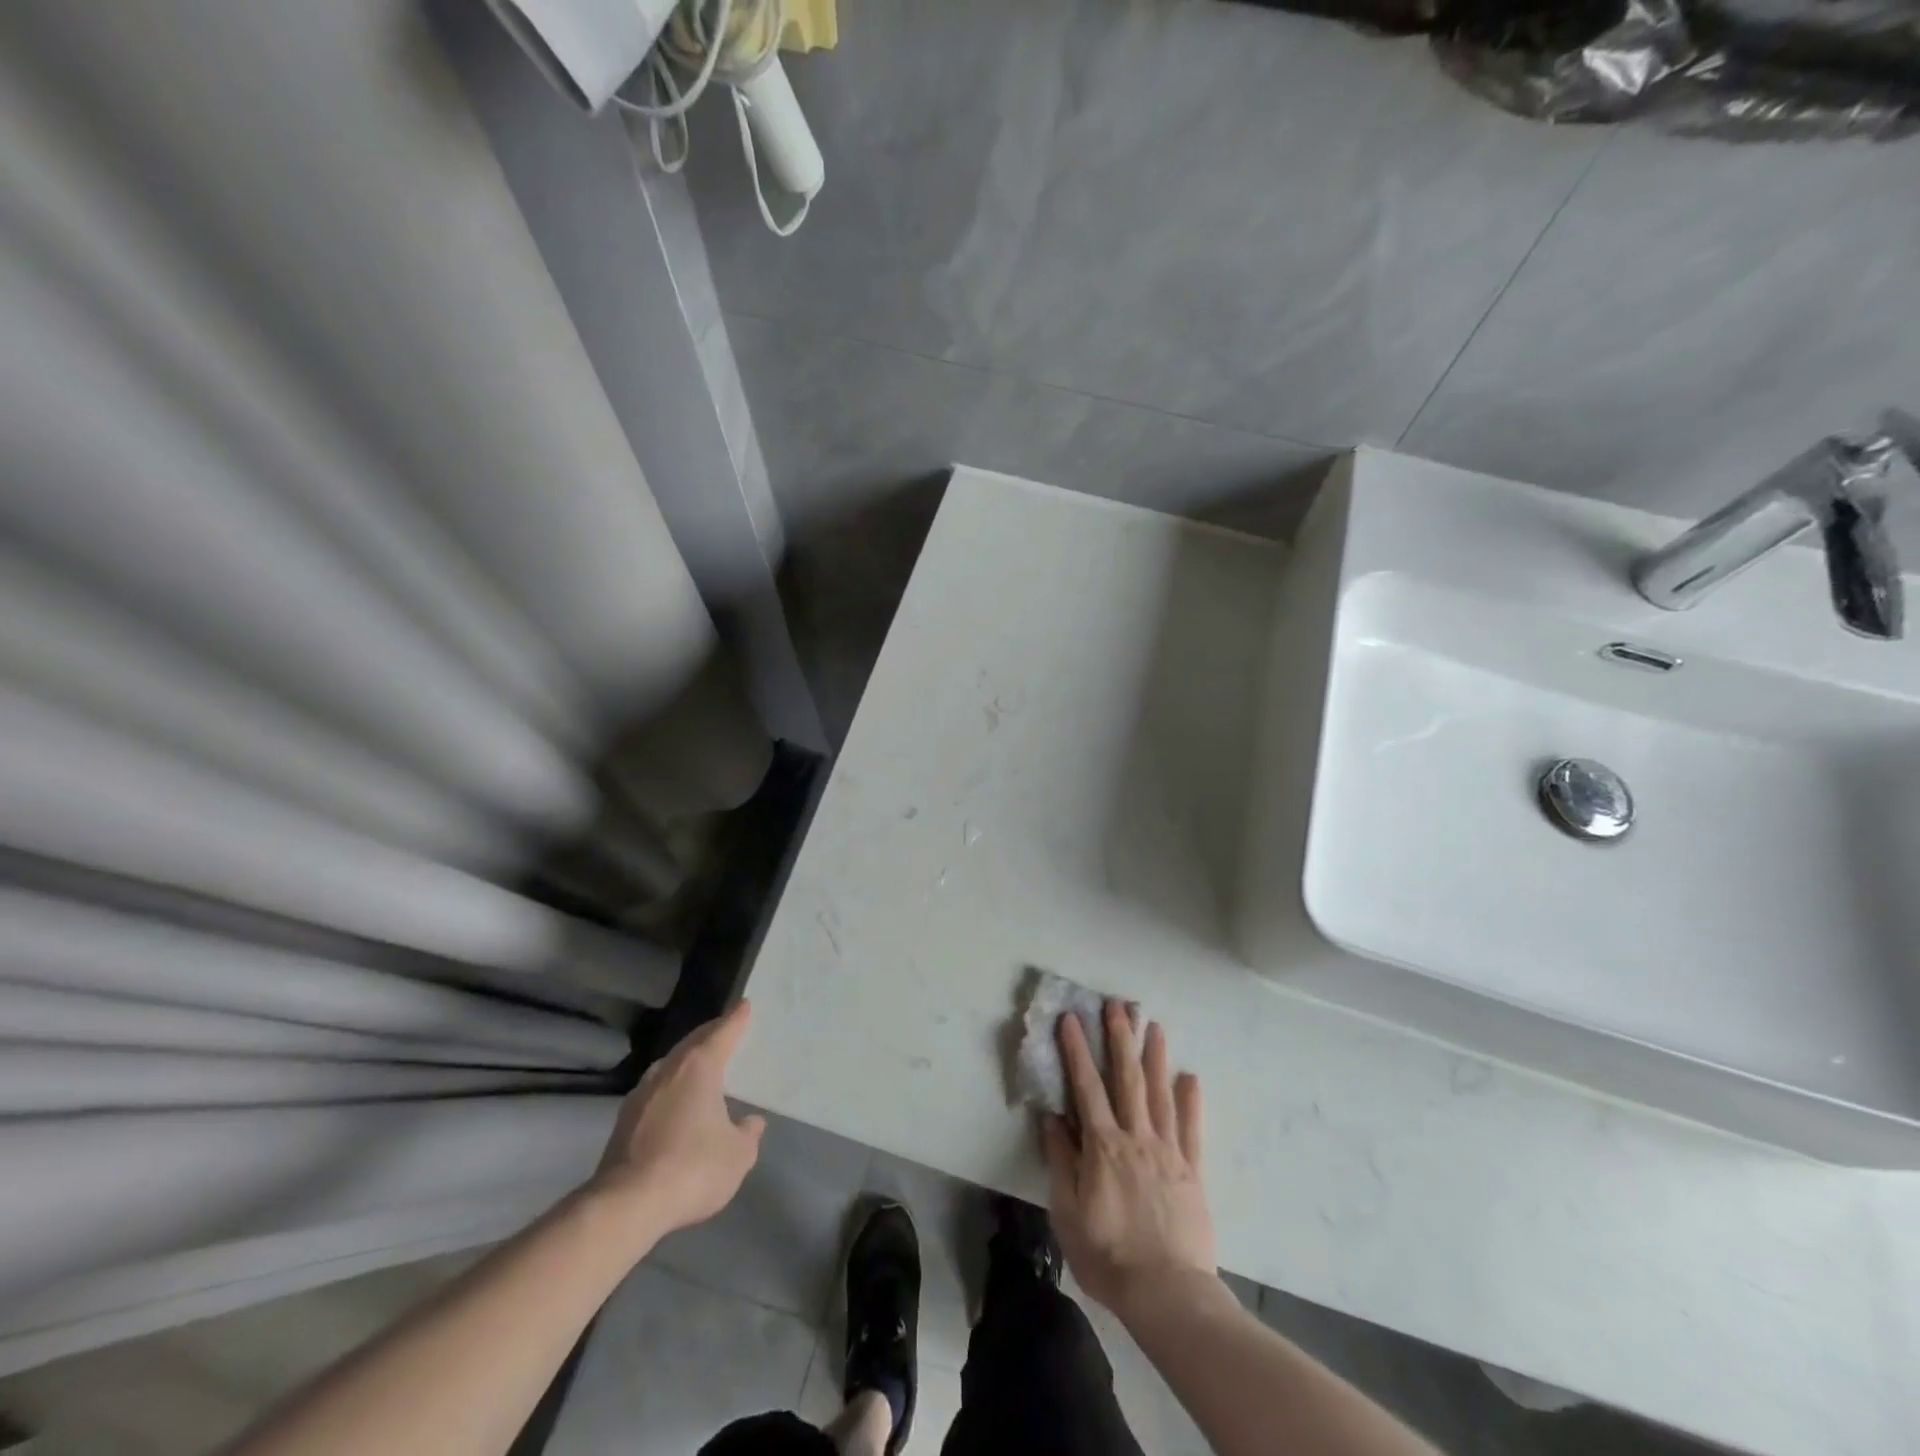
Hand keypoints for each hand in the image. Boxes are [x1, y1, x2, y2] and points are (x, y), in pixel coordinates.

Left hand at [585, 1000, 765, 1245]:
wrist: (626, 1205)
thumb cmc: (692, 1168)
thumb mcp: (737, 1155)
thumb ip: (747, 1134)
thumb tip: (751, 1122)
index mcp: (699, 1068)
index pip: (722, 1033)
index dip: (736, 1019)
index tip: (744, 1005)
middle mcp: (668, 1071)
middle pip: (692, 1043)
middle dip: (710, 1034)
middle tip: (725, 1029)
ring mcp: (641, 1095)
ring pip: (670, 1065)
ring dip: (686, 1060)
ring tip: (701, 1064)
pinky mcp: (624, 1121)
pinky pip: (656, 1090)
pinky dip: (671, 1086)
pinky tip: (676, 1101)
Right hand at [1042, 1000, 1215, 1325]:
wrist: (1167, 1294)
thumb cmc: (1108, 1255)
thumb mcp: (1068, 1213)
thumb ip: (1061, 1161)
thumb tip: (1053, 1119)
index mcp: (1103, 1146)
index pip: (1087, 1087)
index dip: (1077, 1050)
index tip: (1071, 1019)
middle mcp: (1137, 1138)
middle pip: (1127, 1079)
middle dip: (1120, 1038)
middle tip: (1118, 1005)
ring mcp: (1168, 1152)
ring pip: (1161, 1094)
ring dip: (1156, 1057)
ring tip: (1154, 1026)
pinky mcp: (1192, 1171)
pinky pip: (1192, 1129)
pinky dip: (1191, 1100)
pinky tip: (1190, 1077)